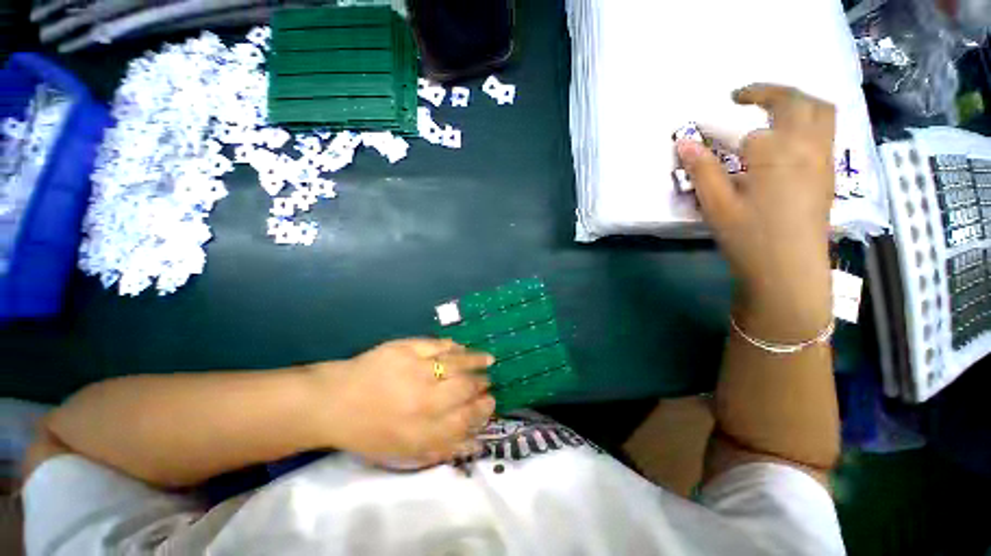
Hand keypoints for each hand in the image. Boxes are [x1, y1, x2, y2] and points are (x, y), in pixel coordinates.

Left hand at [309, 338, 494, 464]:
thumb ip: (442, 447)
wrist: (334, 402)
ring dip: (477, 360)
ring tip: (489, 359)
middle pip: (466, 388)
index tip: (490, 402)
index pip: (466, 419)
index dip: (483, 410)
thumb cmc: (369, 431)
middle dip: (482, 384)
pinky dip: (454, 347)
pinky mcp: (406, 348)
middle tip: (488, 381)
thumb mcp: (404, 451)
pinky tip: (461, 348)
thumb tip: (475, 441)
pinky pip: (439, 345)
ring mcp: (416, 370)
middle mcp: (424, 400)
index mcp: (422, 431)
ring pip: (458, 362)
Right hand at [677, 84, 834, 339]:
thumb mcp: (717, 205)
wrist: (789, 271)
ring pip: (821, 113)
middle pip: (799, 101)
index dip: (724, 124)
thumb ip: (702, 170)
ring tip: (770, 110)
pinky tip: (787, 138)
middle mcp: (808, 147)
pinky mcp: (828, 174)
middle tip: (744, 97)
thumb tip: (684, 142)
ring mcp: (823, 160)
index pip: (751, 125)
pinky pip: (825, 132)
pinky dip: (807, 120)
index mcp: (778, 153)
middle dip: (771, 91)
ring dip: (796, 101)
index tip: (703, 127)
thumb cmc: (750, 238)